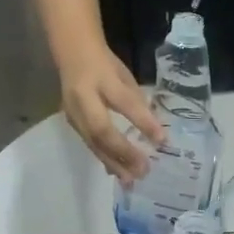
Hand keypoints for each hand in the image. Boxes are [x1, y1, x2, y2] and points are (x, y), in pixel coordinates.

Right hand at [61, 46, 164, 183]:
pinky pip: (89, 144)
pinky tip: (117, 172)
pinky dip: (104, 159)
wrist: (71, 53)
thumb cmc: (105, 64)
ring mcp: (73, 111)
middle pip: (101, 130)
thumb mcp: (124, 75)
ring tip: (130, 180)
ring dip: (113, 163)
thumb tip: (154, 131)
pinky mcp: (71, 122)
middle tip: (143, 170)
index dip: (143, 122)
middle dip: (123, 152)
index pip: (124, 102)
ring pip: (92, 142)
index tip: (162, 141)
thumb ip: (137, 101)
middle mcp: (83, 97)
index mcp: (102, 78)